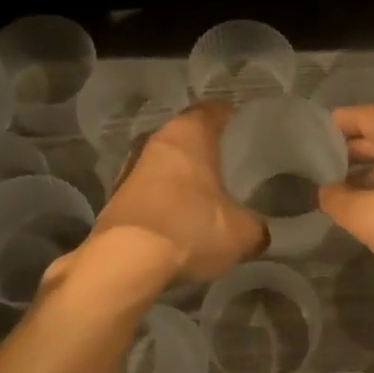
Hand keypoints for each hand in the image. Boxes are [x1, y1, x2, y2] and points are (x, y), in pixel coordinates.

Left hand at [72, 101, 267, 287]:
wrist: (126, 262)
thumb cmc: (191, 228)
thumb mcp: (242, 233)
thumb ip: (256, 226)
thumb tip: (259, 232)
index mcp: (189, 133)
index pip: (213, 110)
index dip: (230, 117)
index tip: (244, 127)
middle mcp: (156, 141)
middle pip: (185, 136)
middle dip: (205, 149)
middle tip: (229, 164)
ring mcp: (129, 169)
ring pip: (164, 164)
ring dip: (181, 176)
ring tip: (205, 194)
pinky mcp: (114, 198)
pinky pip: (148, 191)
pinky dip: (163, 200)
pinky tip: (179, 219)